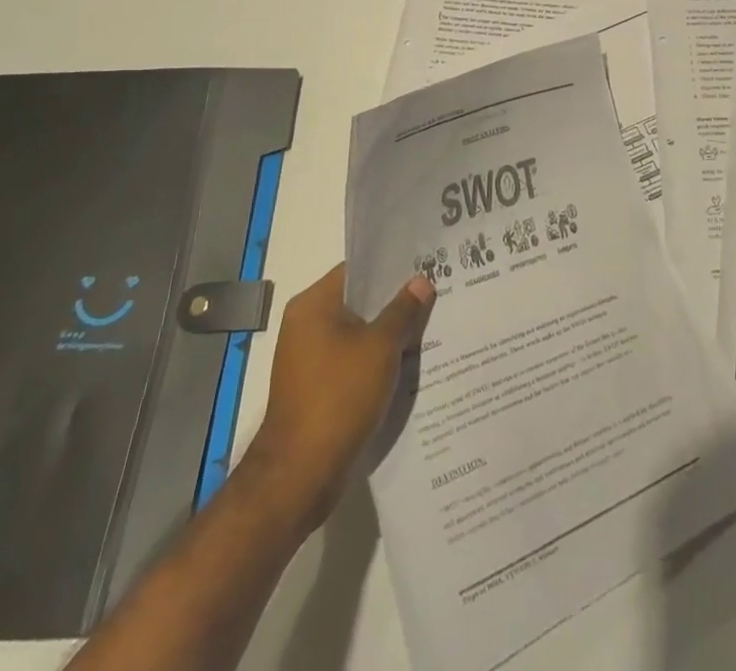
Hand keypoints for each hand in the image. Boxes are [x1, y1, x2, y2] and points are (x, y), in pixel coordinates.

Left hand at [248, 263, 434, 531]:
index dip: (391, 265)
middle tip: (436, 291)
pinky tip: (409, 362)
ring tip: (430, 324)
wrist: (300, 473)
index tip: (425, 262)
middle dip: (395, 300)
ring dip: (388, 333)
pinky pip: (353, 361)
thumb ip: (403, 310)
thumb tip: (421, 281)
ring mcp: (309, 359)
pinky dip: (377, 360)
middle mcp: (306, 325)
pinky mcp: (317, 389)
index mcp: (313, 305)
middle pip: (359, 302)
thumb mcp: (381, 347)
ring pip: (359, 333)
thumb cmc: (339, 396)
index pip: (357, 270)